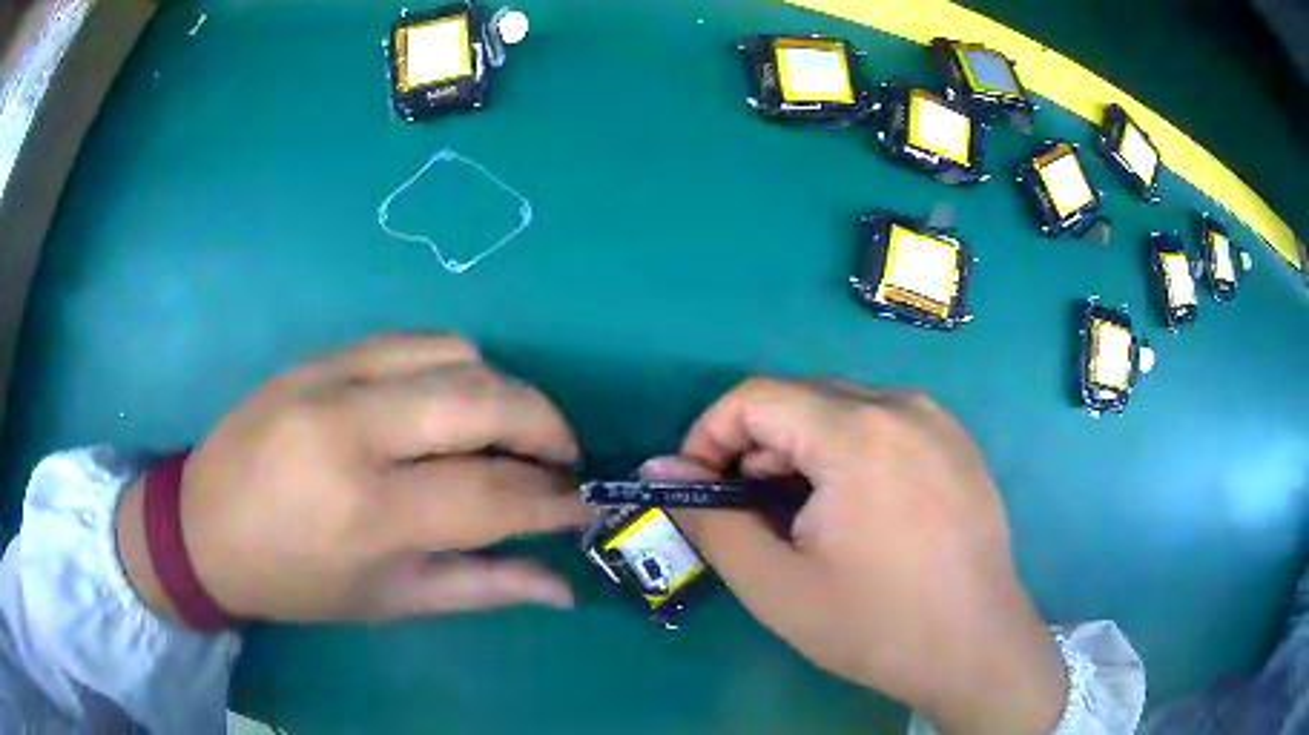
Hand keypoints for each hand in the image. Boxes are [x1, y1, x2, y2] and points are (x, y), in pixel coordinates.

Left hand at [116, 335, 588, 623]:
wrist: (204, 528)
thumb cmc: (296, 582)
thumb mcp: (389, 602)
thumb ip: (483, 588)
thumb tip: (565, 586)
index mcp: (369, 512)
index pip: (493, 493)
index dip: (554, 500)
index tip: (585, 505)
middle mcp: (353, 430)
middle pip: (483, 398)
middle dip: (546, 424)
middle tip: (562, 458)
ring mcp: (331, 377)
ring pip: (454, 352)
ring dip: (501, 389)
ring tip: (505, 432)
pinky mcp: (318, 354)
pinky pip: (410, 339)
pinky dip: (452, 366)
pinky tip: (449, 402)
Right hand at [641, 379, 1066, 734]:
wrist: (976, 648)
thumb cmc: (875, 625)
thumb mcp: (776, 585)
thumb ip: (710, 520)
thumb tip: (658, 470)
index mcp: (857, 432)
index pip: (755, 397)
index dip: (710, 435)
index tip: (700, 487)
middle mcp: (902, 405)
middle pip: (800, 398)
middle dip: (756, 447)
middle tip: (751, 512)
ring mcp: (938, 420)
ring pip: (842, 407)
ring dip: (802, 450)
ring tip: (803, 517)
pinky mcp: (957, 442)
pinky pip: (884, 422)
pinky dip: (848, 451)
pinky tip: (857, 510)